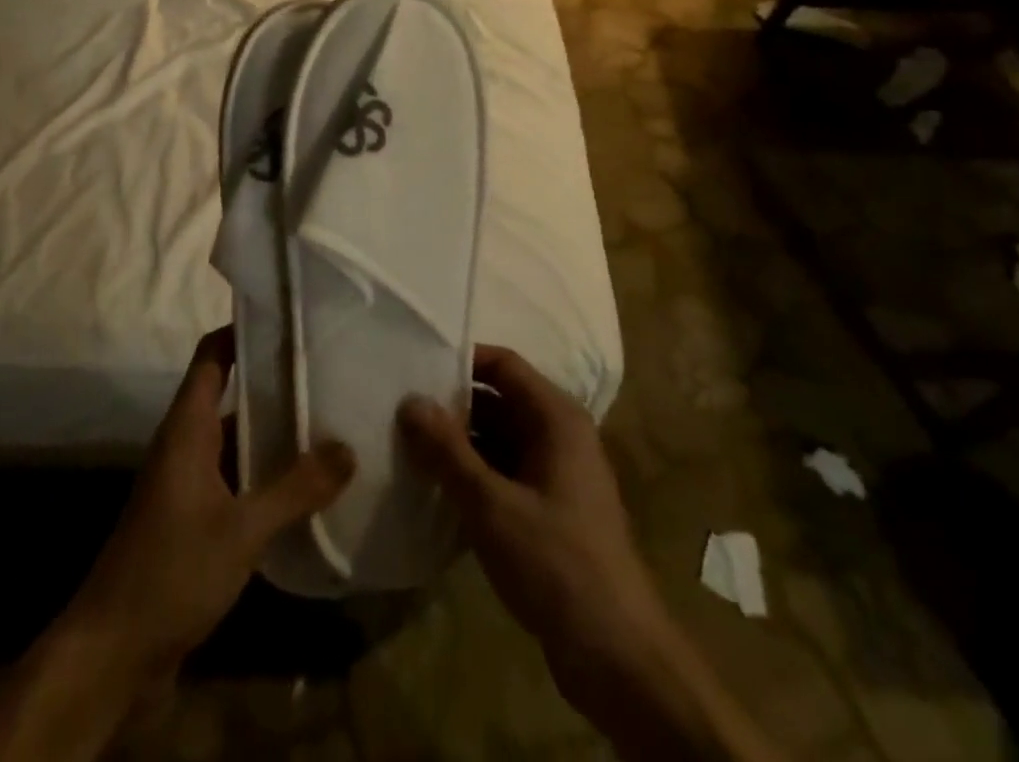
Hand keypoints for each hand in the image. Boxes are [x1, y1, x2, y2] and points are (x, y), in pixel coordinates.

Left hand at [0, 328, 353, 761]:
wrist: (111, 654)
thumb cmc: (171, 571)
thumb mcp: (242, 530)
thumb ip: (296, 488)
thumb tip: (348, 447)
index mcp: (188, 427)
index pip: (213, 354)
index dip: (244, 329)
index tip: (288, 316)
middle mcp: (186, 444)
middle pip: (231, 392)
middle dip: (275, 381)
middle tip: (329, 370)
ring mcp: (189, 482)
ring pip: (237, 438)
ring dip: (275, 431)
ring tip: (330, 421)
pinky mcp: (195, 518)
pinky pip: (237, 478)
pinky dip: (267, 473)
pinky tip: (307, 485)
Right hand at [402, 348, 784, 761]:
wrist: (617, 656)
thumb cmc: (556, 563)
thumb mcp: (492, 505)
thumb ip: (448, 451)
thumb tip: (410, 401)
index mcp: (557, 418)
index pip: (503, 364)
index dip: (460, 362)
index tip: (415, 370)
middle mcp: (560, 435)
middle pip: (499, 400)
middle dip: (453, 407)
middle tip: (401, 412)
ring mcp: (557, 474)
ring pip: (499, 439)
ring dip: (460, 444)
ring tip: (408, 447)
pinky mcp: (550, 510)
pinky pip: (505, 473)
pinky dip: (474, 475)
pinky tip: (437, 488)